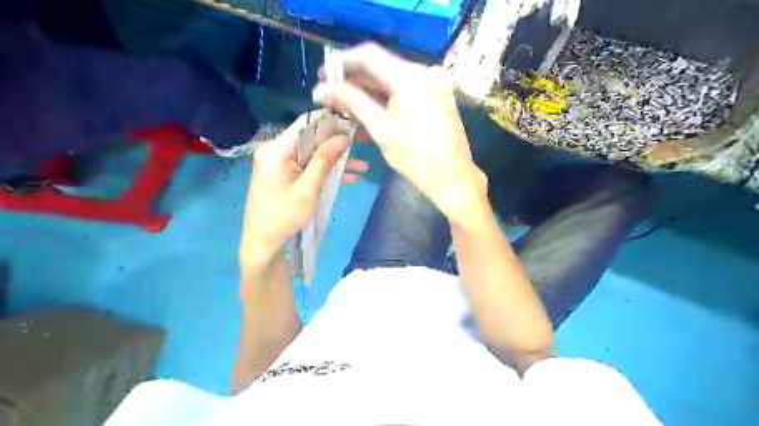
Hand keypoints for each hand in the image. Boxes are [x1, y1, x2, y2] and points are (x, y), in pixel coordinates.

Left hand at [238, 111, 365, 261]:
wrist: (262, 243)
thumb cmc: (283, 217)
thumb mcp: (307, 189)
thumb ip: (324, 161)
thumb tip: (343, 137)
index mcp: (277, 150)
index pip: (306, 124)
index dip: (331, 121)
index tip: (354, 123)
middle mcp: (276, 151)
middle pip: (311, 139)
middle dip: (338, 142)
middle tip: (363, 142)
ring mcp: (280, 164)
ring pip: (313, 155)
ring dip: (336, 160)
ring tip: (363, 167)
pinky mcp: (284, 175)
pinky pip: (308, 167)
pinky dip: (325, 171)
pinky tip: (349, 178)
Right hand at [313, 43, 485, 220]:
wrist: (454, 178)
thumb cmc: (418, 160)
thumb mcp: (382, 131)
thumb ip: (353, 103)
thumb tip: (322, 89)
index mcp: (412, 78)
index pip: (369, 56)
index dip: (342, 62)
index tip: (322, 73)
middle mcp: (425, 72)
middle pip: (381, 66)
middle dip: (353, 78)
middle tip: (329, 92)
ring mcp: (434, 82)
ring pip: (392, 77)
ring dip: (368, 88)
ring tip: (344, 101)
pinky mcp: (436, 93)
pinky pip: (404, 88)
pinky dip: (385, 95)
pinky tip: (368, 106)